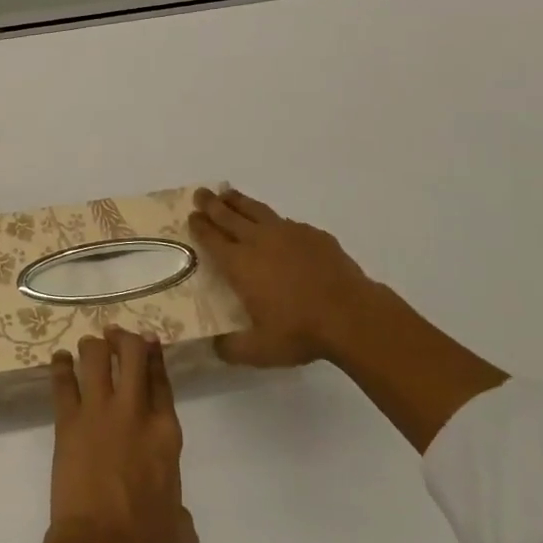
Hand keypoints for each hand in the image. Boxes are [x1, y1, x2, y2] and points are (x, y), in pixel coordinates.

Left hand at [48, 328, 198, 542]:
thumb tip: (174, 516)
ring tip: (89, 345)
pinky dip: (60, 366)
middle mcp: (134, 412)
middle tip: (117, 334)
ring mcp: (99, 412)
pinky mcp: (68, 422)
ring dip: (93, 346)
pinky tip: (59, 358)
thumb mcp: (181, 532)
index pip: (161, 381)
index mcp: (166, 433)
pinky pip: (62, 383)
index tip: (149, 341)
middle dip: (125, 339)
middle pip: (131, 354)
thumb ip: (180, 513)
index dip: (155, 356)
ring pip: (95, 358)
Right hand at [190, 187, 508, 451]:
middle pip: (229, 216)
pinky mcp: (314, 235)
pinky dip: (275, 221)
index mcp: (240, 264)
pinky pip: (288, 223)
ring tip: (228, 193)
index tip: (191, 216)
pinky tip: (278, 226)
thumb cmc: (300, 332)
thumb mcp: (259, 350)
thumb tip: (214, 347)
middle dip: (212, 204)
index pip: (212, 239)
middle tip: (200, 192)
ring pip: (257, 210)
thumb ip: (232, 348)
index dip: (200, 226)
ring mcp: (288, 234)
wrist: (351, 315)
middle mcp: (259, 241)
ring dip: (239, 201)